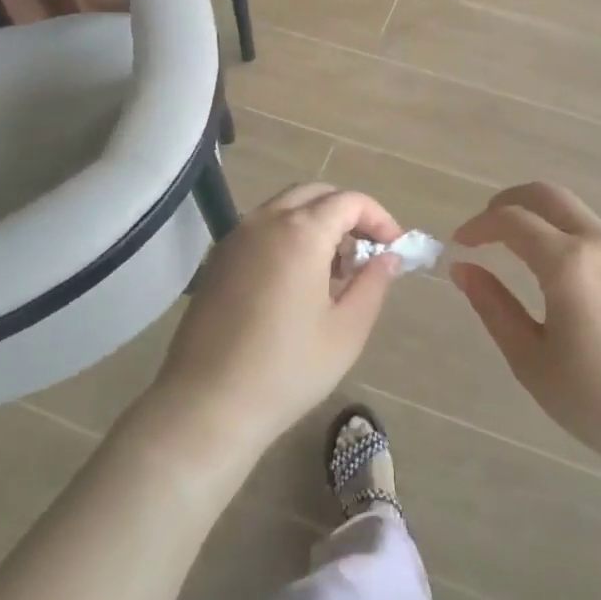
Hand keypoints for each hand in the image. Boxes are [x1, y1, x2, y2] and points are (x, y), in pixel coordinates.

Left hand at [149, 184, 402, 465]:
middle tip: (365, 253)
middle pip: (316, 194)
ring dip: (317, 222)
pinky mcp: (218, 257)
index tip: (394, 248)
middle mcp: (266, 220)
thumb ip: (373, 283)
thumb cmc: (286, 370)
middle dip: (348, 214)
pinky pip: (262, 227)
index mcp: (301, 232)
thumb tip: (388, 256)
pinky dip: (289, 234)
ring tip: (333, 270)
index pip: (349, 201)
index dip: (378, 218)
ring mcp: (237, 236)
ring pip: (286, 207)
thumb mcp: (346, 331)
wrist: (206, 405)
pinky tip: (296, 280)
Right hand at [452, 182, 600, 480]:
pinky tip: (565, 278)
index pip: (512, 220)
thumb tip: (463, 269)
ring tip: (520, 251)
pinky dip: (570, 237)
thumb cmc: (598, 402)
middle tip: (486, 227)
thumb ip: (493, 307)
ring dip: (542, 218)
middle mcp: (600, 244)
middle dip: (509, 201)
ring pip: (576, 213)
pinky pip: (600, 237)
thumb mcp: (531, 360)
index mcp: (568, 263)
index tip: (460, 243)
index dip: (479, 225)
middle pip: (547, 195)